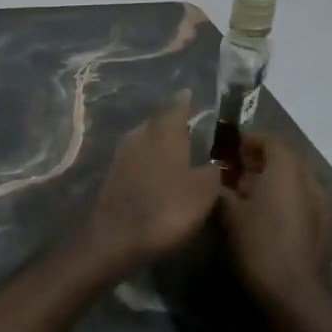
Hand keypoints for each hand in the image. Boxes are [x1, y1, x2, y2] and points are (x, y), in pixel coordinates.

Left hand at [85, 93, 222, 269]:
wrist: (116, 237)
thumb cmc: (166, 209)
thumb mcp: (203, 192)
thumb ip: (214, 171)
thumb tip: (218, 161)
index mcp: (164, 133)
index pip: (176, 107)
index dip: (184, 102)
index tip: (189, 94)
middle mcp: (140, 135)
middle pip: (157, 121)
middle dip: (171, 121)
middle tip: (187, 123)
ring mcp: (122, 154)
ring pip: (144, 138)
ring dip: (158, 140)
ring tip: (175, 147)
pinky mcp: (113, 174)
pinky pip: (135, 157)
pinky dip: (148, 158)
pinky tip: (157, 170)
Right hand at [218, 136, 331, 324]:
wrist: (297, 298)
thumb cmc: (260, 248)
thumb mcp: (229, 215)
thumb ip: (220, 189)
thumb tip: (214, 178)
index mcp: (287, 170)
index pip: (270, 141)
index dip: (247, 141)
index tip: (225, 150)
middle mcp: (309, 181)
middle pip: (284, 159)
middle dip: (257, 161)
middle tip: (230, 172)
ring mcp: (321, 205)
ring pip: (293, 181)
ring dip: (270, 181)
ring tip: (243, 195)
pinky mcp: (323, 227)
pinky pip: (301, 200)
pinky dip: (283, 199)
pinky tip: (263, 217)